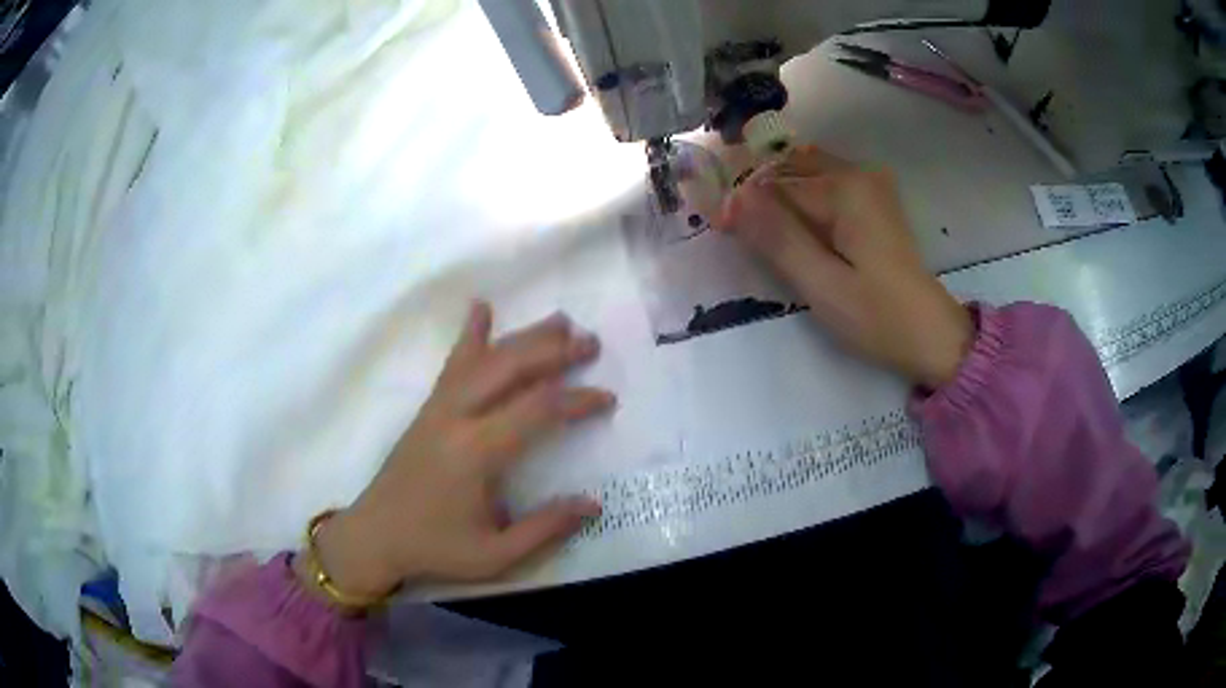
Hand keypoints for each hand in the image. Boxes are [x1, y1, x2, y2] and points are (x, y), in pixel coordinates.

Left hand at [300, 303, 614, 599]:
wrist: (375, 536)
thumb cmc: (435, 548)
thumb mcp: (495, 555)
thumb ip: (545, 528)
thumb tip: (594, 504)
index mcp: (475, 453)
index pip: (536, 410)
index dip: (576, 400)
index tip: (607, 398)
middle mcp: (456, 417)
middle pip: (510, 368)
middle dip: (555, 351)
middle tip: (591, 342)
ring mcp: (438, 407)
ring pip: (485, 358)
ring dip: (524, 336)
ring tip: (560, 321)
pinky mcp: (428, 408)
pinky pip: (453, 363)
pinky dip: (470, 333)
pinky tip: (481, 307)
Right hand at [716, 145, 972, 389]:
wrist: (930, 334)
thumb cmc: (877, 317)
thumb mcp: (822, 285)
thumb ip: (778, 238)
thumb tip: (732, 199)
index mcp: (845, 188)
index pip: (774, 182)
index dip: (744, 205)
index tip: (723, 232)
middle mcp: (858, 172)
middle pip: (787, 169)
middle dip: (759, 197)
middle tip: (744, 237)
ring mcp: (869, 183)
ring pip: (803, 174)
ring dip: (778, 198)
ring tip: (767, 237)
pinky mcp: (872, 199)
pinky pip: (823, 185)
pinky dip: (800, 202)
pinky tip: (797, 232)